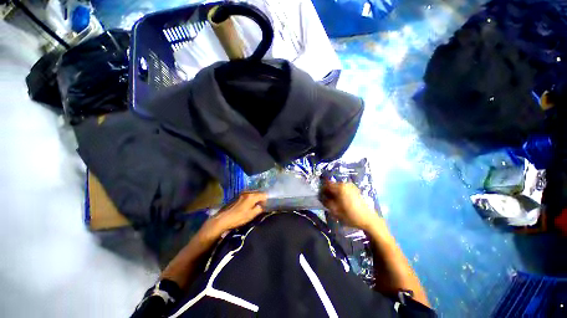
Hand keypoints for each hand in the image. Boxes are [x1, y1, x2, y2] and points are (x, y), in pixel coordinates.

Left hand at [207, 192, 267, 234]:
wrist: (223, 219)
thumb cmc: (238, 218)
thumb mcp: (251, 215)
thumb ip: (259, 209)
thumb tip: (263, 206)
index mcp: (252, 196)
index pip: (264, 194)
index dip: (267, 199)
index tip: (267, 205)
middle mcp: (248, 192)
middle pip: (258, 192)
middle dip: (261, 198)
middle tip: (262, 205)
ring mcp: (242, 194)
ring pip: (253, 193)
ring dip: (256, 198)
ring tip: (256, 205)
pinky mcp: (238, 196)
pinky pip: (248, 195)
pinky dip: (251, 198)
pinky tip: (249, 204)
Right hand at [320, 180, 379, 230]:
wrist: (368, 219)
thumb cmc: (350, 215)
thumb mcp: (335, 211)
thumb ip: (326, 202)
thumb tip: (321, 196)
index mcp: (340, 187)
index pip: (326, 184)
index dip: (322, 190)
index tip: (321, 197)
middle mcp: (345, 184)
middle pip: (332, 185)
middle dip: (328, 192)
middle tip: (328, 201)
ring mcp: (351, 186)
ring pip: (337, 187)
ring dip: (334, 193)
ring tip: (335, 202)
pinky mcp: (355, 189)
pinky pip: (343, 189)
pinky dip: (340, 193)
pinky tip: (342, 201)